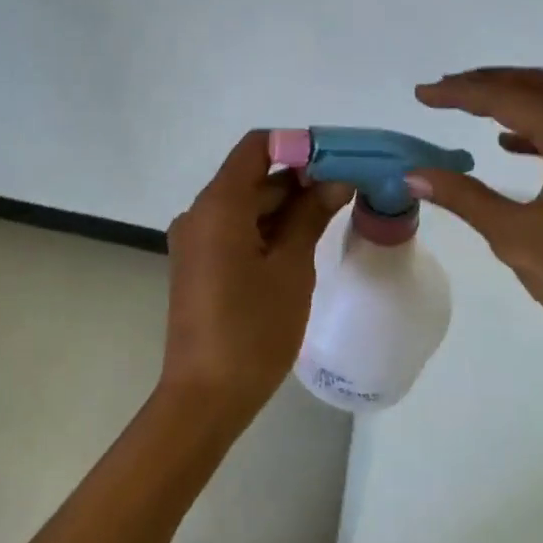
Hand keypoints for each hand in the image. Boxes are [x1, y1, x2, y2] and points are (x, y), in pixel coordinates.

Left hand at [162, 130, 352, 420]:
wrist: (206, 396)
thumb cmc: (253, 329)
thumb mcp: (291, 267)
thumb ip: (311, 215)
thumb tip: (336, 179)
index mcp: (218, 205)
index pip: (256, 148)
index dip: (296, 146)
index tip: (336, 161)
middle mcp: (199, 213)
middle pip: (252, 177)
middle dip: (298, 180)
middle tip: (346, 191)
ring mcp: (195, 240)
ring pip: (245, 205)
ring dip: (285, 207)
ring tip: (331, 216)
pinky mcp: (198, 263)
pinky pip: (234, 230)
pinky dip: (266, 229)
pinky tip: (301, 244)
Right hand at [406, 67, 542, 359]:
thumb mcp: (515, 237)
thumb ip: (464, 197)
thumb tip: (413, 174)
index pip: (509, 98)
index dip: (461, 93)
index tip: (422, 94)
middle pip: (537, 87)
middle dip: (486, 83)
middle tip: (442, 91)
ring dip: (511, 99)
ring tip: (467, 106)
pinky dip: (534, 125)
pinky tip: (507, 144)